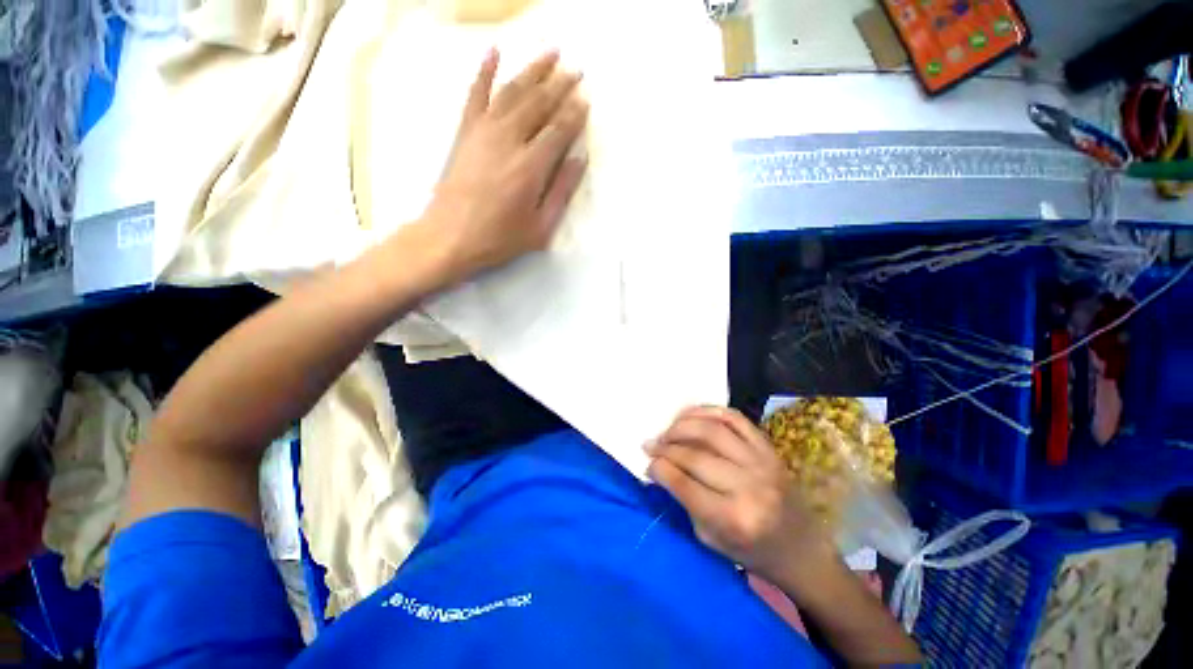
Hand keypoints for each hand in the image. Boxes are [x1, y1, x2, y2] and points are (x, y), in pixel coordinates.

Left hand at [424, 49, 589, 282]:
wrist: (450, 236)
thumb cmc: (500, 238)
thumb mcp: (541, 227)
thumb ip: (562, 192)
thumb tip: (579, 159)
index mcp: (531, 167)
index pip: (559, 130)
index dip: (574, 113)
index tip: (585, 99)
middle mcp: (509, 140)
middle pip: (539, 104)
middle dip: (560, 85)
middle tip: (576, 71)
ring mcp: (484, 132)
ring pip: (512, 91)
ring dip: (533, 70)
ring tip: (551, 54)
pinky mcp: (465, 132)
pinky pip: (475, 94)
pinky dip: (484, 71)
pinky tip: (494, 52)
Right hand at [646, 406, 836, 586]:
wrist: (801, 548)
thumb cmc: (752, 552)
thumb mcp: (710, 539)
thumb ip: (684, 500)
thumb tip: (659, 466)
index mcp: (733, 519)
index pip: (683, 483)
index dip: (658, 467)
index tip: (646, 461)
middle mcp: (748, 486)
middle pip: (694, 454)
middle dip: (665, 446)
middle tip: (650, 444)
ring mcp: (762, 462)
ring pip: (711, 430)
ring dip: (682, 425)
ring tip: (667, 430)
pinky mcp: (769, 447)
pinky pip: (734, 418)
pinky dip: (708, 410)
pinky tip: (691, 415)